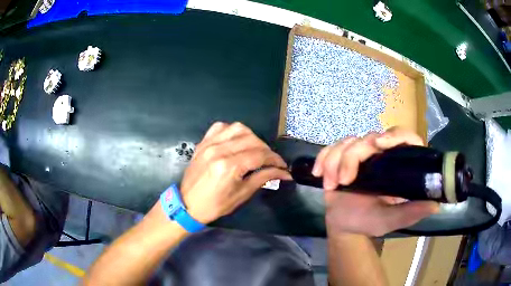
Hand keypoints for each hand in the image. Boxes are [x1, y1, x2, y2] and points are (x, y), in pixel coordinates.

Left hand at [180, 122, 290, 223]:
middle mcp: (219, 150)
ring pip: (238, 128)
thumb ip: (263, 178)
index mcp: (228, 166)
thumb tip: (283, 173)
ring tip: (256, 150)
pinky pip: (221, 127)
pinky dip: (233, 131)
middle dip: (267, 150)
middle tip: (271, 162)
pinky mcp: (203, 142)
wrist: (187, 204)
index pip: (260, 155)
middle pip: (252, 140)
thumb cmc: (215, 205)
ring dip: (252, 138)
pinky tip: (237, 140)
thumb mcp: (242, 194)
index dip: (275, 160)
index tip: (283, 166)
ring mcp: (209, 143)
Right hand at [313, 127, 439, 235]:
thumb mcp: (391, 220)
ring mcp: (361, 155)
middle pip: (369, 138)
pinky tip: (318, 174)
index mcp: (398, 165)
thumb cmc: (368, 222)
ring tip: (332, 185)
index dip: (395, 135)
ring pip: (348, 141)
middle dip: (353, 157)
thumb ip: (410, 212)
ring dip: (335, 161)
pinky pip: (330, 148)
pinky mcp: (341, 157)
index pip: (404, 138)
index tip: (380, 144)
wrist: (343, 224)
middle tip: (344, 180)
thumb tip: (436, 204)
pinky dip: (322, 159)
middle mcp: (381, 155)